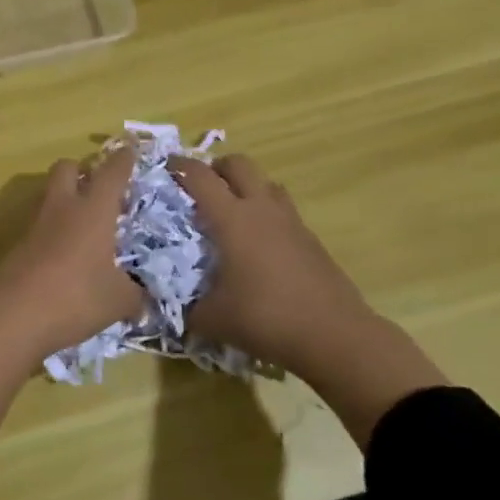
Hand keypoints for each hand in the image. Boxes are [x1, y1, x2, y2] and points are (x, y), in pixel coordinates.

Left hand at [0, 147, 142, 365]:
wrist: (12, 316)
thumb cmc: (75, 297)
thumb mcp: (118, 301)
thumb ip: (134, 294)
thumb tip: (140, 297)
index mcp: (93, 210)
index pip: (112, 172)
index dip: (124, 159)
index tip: (131, 149)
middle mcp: (63, 208)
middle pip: (67, 168)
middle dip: (83, 171)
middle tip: (100, 189)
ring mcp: (36, 225)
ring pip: (50, 196)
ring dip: (67, 202)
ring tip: (86, 228)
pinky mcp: (18, 246)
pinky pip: (41, 227)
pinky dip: (54, 233)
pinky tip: (66, 257)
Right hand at [172, 154, 445, 443]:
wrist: (333, 335)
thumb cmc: (266, 318)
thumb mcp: (213, 319)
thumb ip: (186, 308)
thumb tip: (170, 307)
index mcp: (232, 219)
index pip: (201, 177)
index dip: (180, 166)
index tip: (165, 165)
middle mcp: (262, 210)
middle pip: (239, 164)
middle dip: (217, 168)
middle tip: (201, 187)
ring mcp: (291, 222)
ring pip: (266, 182)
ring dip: (246, 186)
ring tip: (232, 211)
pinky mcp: (310, 239)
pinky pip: (283, 209)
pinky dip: (266, 212)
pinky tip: (258, 243)